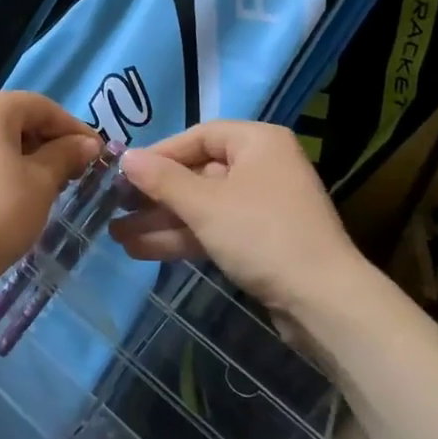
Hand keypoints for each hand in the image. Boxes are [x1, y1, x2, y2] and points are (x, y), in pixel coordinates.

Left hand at [0, 91, 101, 309]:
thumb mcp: (42, 182)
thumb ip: (66, 155)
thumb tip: (87, 143)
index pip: (43, 106)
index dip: (74, 128)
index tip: (99, 153)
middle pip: (20, 118)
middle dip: (53, 141)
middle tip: (79, 170)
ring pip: (2, 137)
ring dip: (32, 155)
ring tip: (57, 183)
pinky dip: (9, 165)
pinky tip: (25, 191)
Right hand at [112, 122, 369, 323]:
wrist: (323, 301)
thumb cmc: (261, 235)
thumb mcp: (204, 204)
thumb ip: (162, 180)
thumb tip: (126, 157)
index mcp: (257, 142)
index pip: (197, 137)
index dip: (158, 154)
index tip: (124, 174)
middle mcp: (262, 166)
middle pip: (197, 173)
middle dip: (155, 195)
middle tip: (114, 207)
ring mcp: (262, 206)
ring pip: (202, 206)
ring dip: (162, 221)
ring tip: (117, 235)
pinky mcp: (260, 240)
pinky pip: (214, 229)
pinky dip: (182, 237)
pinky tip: (141, 250)